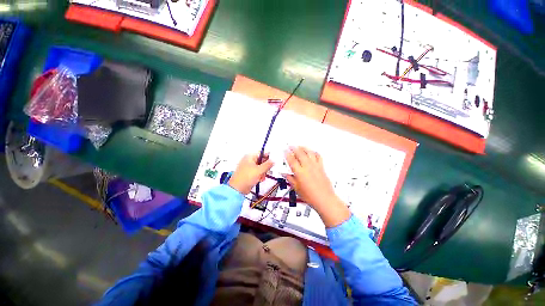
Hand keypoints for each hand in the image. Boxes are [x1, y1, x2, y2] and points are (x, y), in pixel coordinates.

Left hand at [229, 153, 273, 194]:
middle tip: (266, 171)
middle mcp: (248, 160)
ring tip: (261, 177)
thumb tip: (273, 160)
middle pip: (261, 161)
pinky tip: (259, 179)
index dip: (267, 157)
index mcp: (249, 157)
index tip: (272, 162)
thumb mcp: (259, 170)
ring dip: (262, 172)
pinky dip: (259, 175)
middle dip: (265, 167)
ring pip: (259, 167)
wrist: (237, 189)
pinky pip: (256, 172)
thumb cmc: (246, 177)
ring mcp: (248, 167)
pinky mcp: (248, 173)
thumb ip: (268, 165)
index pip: (261, 153)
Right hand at [284, 146, 349, 226]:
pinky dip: (314, 152)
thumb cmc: (310, 196)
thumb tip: (285, 174)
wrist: (324, 199)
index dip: (287, 154)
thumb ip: (290, 179)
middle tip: (290, 146)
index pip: (291, 160)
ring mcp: (315, 166)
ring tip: (300, 146)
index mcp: (300, 173)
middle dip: (294, 148)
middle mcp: (307, 167)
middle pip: (300, 153)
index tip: (285, 151)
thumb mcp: (297, 188)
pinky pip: (318, 156)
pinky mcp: (321, 167)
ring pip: (309, 152)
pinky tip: (312, 152)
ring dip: (304, 148)